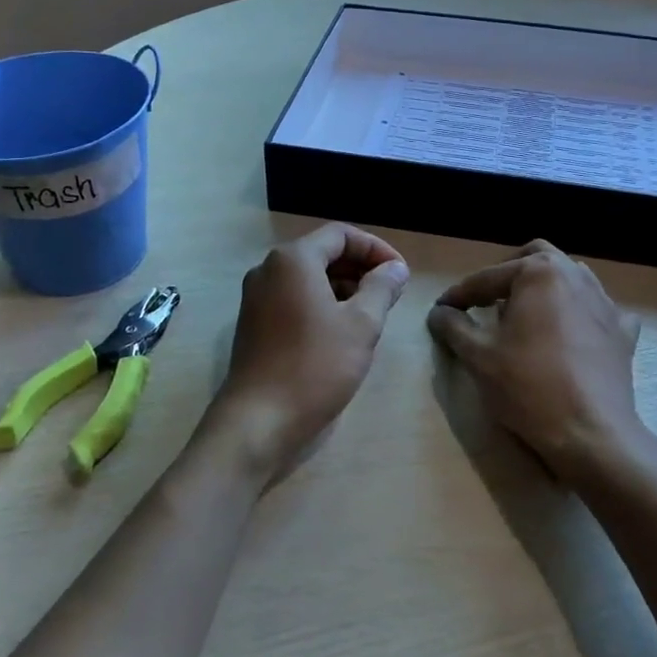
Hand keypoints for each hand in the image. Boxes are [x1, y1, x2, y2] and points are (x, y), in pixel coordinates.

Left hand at [207, 224, 408, 482]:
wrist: (259, 421)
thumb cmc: (315, 366)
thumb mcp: (361, 325)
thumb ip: (382, 288)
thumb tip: (395, 268)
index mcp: (293, 260)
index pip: (341, 235)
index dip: (376, 249)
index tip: (401, 274)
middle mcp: (269, 270)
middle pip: (323, 254)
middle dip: (361, 269)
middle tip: (391, 295)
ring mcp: (257, 298)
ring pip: (309, 279)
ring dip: (344, 289)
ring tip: (373, 316)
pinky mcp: (255, 325)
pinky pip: (294, 301)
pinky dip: (322, 306)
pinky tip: (343, 334)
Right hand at [427, 240, 656, 493]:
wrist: (591, 433)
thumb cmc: (529, 387)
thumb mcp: (478, 356)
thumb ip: (454, 326)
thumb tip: (439, 312)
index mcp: (538, 272)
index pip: (487, 278)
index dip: (459, 295)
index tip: (441, 310)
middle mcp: (575, 275)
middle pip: (536, 258)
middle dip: (508, 274)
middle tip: (486, 300)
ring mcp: (605, 302)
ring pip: (570, 277)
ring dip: (544, 287)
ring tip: (525, 313)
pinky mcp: (623, 331)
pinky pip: (598, 308)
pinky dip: (580, 312)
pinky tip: (571, 332)